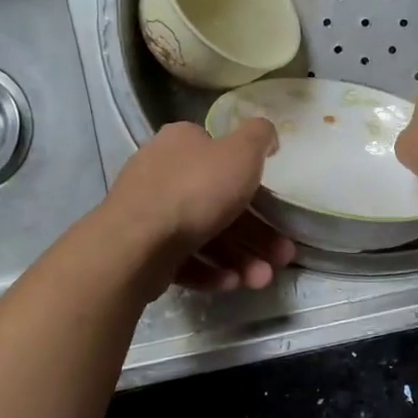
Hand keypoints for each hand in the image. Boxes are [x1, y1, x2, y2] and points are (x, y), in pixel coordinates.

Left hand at [106, 120, 296, 292]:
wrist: (135, 243)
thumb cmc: (196, 190)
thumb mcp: (241, 153)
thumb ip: (259, 137)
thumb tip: (266, 133)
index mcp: (181, 143)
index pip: (221, 154)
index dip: (251, 179)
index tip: (275, 204)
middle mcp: (162, 173)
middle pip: (219, 202)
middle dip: (256, 233)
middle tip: (282, 255)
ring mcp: (150, 213)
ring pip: (205, 234)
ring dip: (240, 258)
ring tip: (262, 279)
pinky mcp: (143, 250)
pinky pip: (185, 258)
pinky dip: (211, 270)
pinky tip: (232, 283)